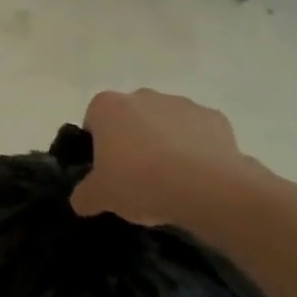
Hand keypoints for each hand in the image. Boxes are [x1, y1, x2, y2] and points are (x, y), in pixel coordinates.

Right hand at [70, 89, 262, 226]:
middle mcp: (142, 96)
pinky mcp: (214, 118)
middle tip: (137, 177)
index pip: (93, 122)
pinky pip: (198, 133)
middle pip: (130, 119)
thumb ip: (84, 195)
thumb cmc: (141, 182)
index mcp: (107, 106)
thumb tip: (82, 200)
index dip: (98, 148)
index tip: (108, 171)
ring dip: (165, 144)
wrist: (208, 188)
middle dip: (132, 142)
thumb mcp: (100, 197)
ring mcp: (180, 104)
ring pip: (165, 124)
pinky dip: (196, 150)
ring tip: (172, 181)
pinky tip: (198, 177)